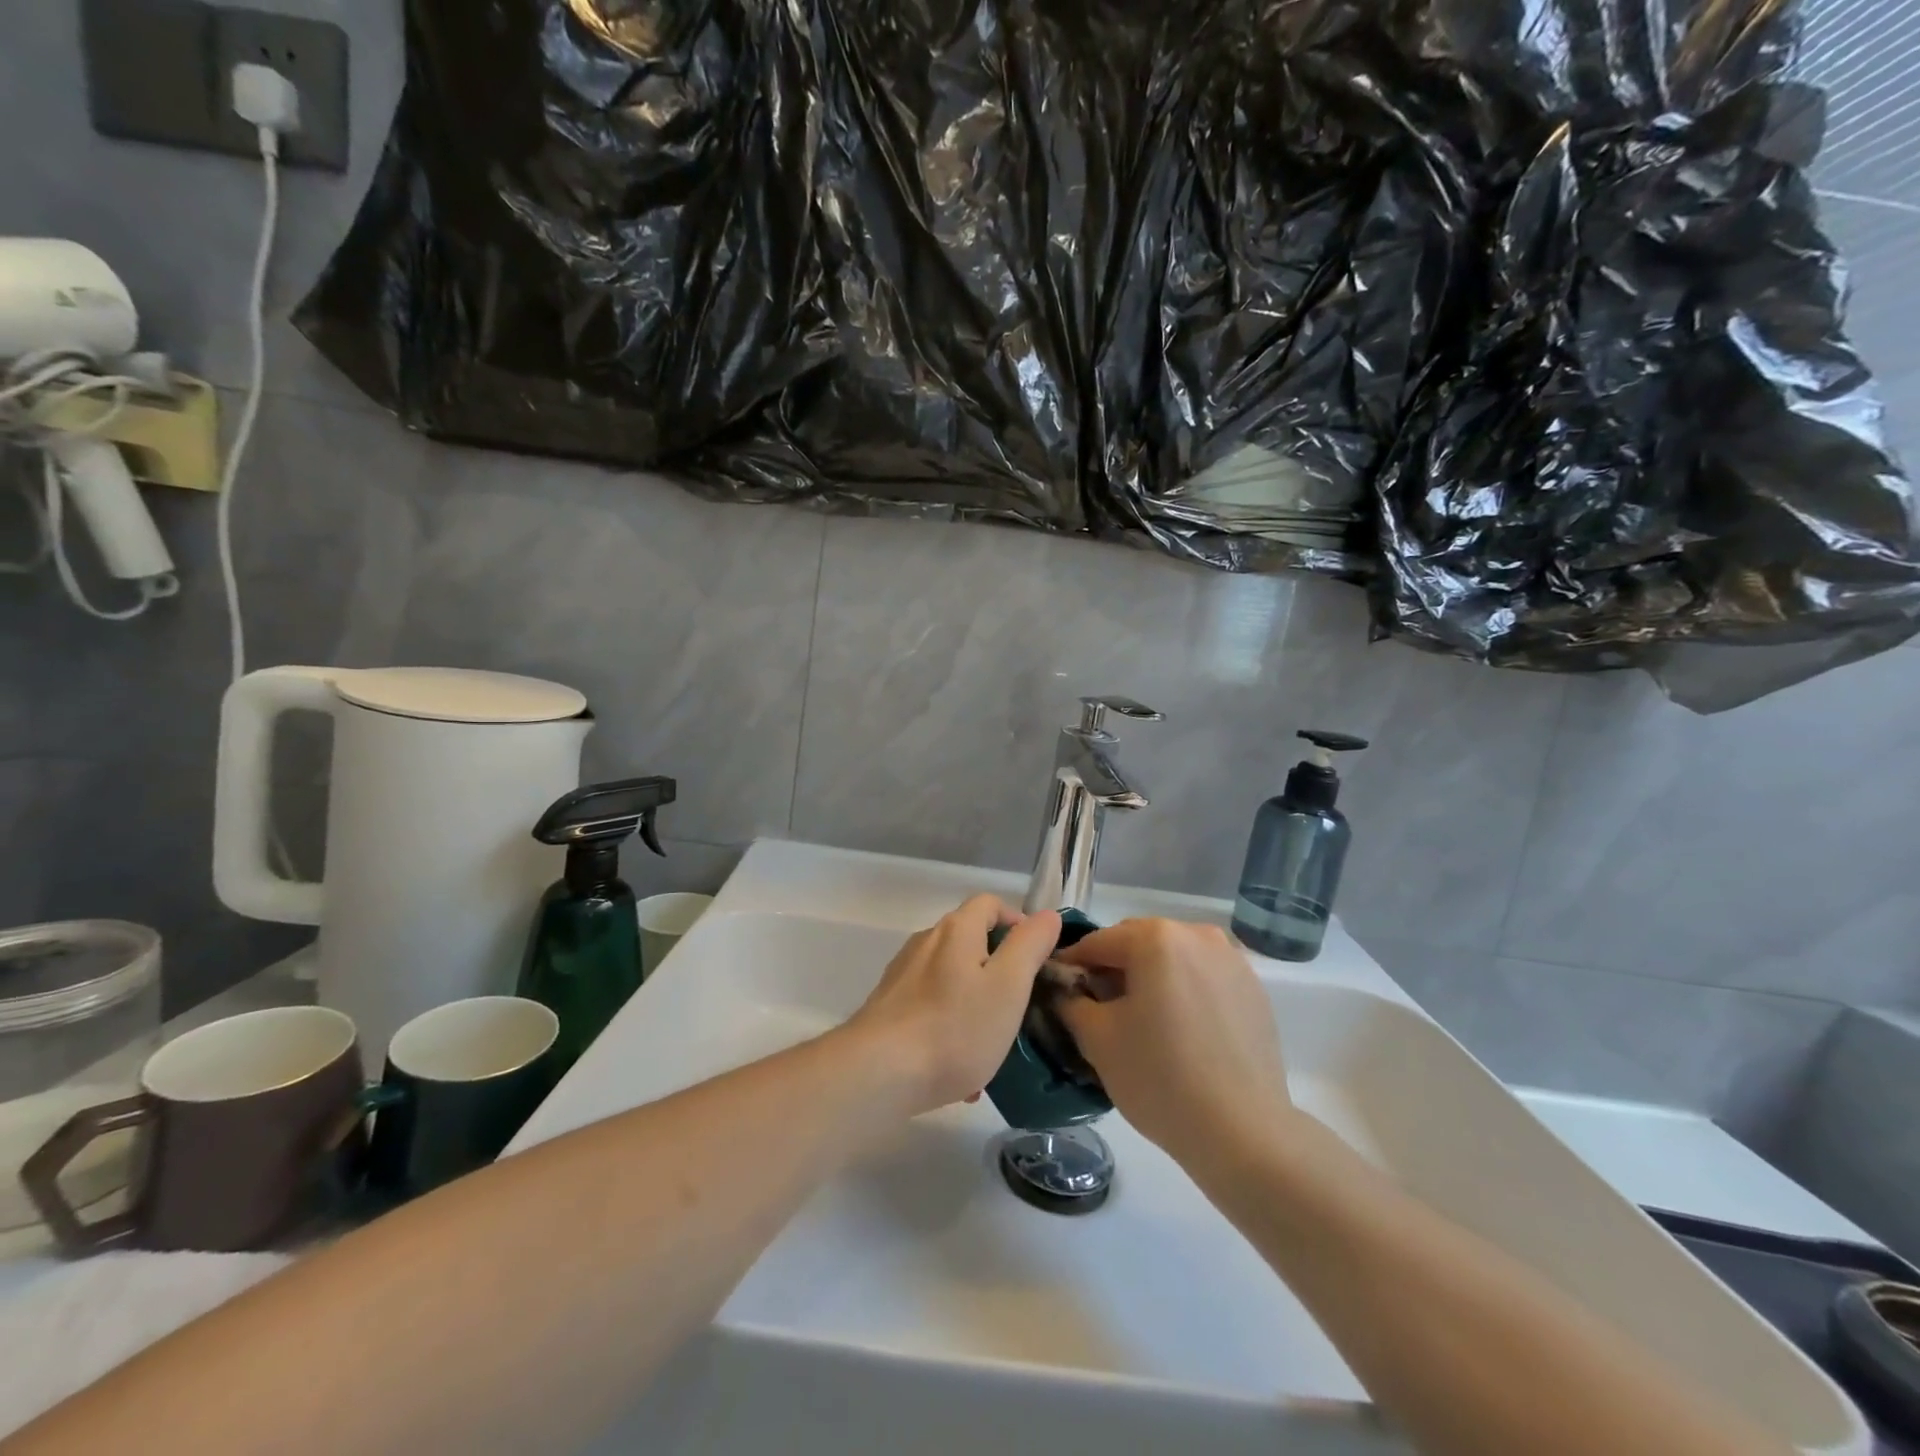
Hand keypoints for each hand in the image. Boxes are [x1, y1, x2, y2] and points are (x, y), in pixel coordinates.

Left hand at [843, 895, 1060, 1116]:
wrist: (879, 1072)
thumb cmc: (954, 1027)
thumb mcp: (1009, 986)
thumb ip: (1029, 946)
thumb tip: (1046, 916)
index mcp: (956, 930)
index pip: (990, 903)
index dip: (1016, 922)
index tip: (1035, 957)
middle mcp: (926, 941)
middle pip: (969, 940)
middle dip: (998, 967)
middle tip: (1018, 1005)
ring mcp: (903, 973)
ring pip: (951, 978)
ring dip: (974, 1001)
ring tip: (991, 1045)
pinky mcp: (888, 1005)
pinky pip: (930, 1006)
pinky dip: (950, 1024)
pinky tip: (959, 1070)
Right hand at [1055, 919, 1292, 1164]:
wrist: (1244, 1133)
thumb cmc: (1160, 1078)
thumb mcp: (1097, 1039)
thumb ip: (1071, 1001)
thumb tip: (1065, 990)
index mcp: (1155, 938)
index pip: (1097, 943)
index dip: (1071, 967)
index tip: (1057, 992)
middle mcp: (1196, 934)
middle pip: (1137, 943)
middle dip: (1113, 969)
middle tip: (1097, 1009)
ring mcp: (1231, 960)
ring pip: (1172, 958)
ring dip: (1150, 978)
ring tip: (1141, 1021)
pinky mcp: (1254, 988)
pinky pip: (1202, 977)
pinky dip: (1183, 991)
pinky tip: (1179, 1031)